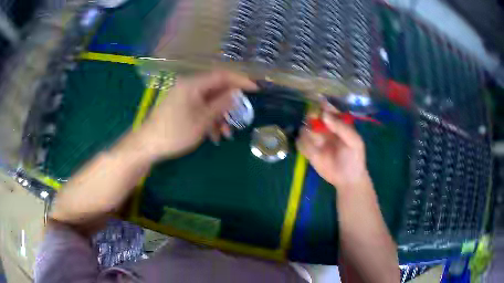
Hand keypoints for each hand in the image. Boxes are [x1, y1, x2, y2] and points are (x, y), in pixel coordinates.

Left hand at [138, 70, 256, 159]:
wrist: (148, 145)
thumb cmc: (175, 132)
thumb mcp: (202, 120)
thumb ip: (220, 105)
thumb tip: (236, 93)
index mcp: (193, 84)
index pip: (222, 76)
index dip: (240, 80)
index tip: (256, 89)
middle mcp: (189, 86)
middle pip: (216, 89)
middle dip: (229, 104)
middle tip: (240, 117)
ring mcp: (184, 97)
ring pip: (209, 102)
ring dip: (219, 116)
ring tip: (225, 134)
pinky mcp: (181, 107)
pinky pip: (200, 109)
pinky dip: (208, 120)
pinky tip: (213, 135)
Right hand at [296, 106, 368, 189]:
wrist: (348, 179)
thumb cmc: (355, 158)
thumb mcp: (354, 141)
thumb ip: (342, 127)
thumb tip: (324, 115)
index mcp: (337, 123)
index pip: (327, 109)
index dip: (322, 106)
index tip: (318, 105)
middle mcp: (325, 129)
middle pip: (312, 116)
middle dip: (311, 118)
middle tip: (314, 125)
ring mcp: (316, 139)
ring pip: (304, 129)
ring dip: (308, 134)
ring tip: (318, 144)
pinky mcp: (308, 151)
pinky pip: (300, 143)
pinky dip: (303, 145)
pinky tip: (313, 153)